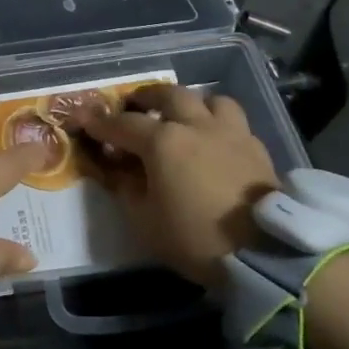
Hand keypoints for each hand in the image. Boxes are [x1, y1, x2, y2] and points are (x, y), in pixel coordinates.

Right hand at [72, 84, 279, 287]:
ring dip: (191, 104)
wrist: (264, 253)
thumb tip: (117, 169)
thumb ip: (126, 189)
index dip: (100, 123)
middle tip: (135, 106)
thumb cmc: (195, 238)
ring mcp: (230, 133)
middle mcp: (195, 126)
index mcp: (162, 142)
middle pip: (168, 95)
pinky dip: (218, 124)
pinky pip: (234, 122)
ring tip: (183, 117)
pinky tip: (215, 142)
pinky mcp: (257, 148)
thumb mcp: (145, 221)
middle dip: (146, 97)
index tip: (84, 120)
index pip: (123, 124)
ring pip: (209, 99)